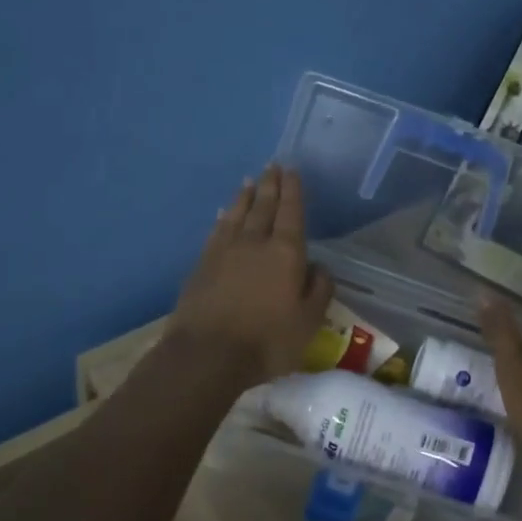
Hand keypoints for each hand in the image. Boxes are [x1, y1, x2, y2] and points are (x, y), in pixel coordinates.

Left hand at [171, 165, 333, 386]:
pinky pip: (217, 230)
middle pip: (264, 206)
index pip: (292, 212)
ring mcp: (224, 251)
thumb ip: (319, 290)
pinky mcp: (202, 264)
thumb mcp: (309, 322)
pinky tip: (224, 212)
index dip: (293, 190)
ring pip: (237, 214)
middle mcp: (255, 242)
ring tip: (251, 181)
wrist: (207, 355)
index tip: (292, 170)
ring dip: (246, 196)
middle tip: (273, 166)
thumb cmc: (267, 340)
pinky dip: (223, 217)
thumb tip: (319, 267)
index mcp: (286, 253)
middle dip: (271, 185)